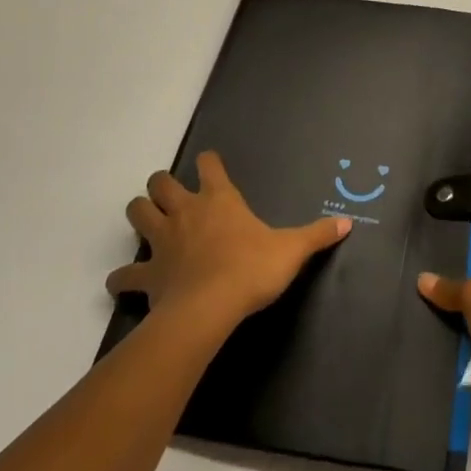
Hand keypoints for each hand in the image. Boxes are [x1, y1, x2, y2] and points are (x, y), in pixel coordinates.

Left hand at [105, 151, 351, 329]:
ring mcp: (162, 242)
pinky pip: (124, 274)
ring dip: (140, 215)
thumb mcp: (291, 250)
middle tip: (171, 196)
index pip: (208, 164)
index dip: (208, 162)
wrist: (210, 309)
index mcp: (219, 199)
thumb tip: (347, 223)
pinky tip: (124, 282)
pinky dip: (122, 277)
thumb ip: (317, 235)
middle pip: (159, 184)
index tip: (210, 166)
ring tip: (148, 225)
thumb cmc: (251, 269)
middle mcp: (186, 212)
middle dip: (160, 185)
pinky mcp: (147, 274)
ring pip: (137, 214)